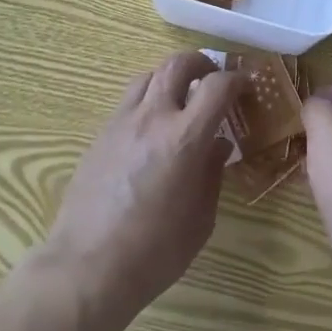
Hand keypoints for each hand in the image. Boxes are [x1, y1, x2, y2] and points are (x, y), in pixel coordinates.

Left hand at [42, 51, 242, 330]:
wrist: (87, 267)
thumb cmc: (154, 252)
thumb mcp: (200, 219)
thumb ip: (212, 174)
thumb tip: (218, 145)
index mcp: (185, 138)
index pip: (217, 86)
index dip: (236, 80)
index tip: (244, 86)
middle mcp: (153, 117)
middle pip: (177, 63)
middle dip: (201, 63)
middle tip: (212, 78)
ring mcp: (122, 122)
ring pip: (149, 75)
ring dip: (170, 77)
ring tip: (180, 98)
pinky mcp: (100, 134)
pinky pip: (128, 101)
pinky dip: (147, 100)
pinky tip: (151, 128)